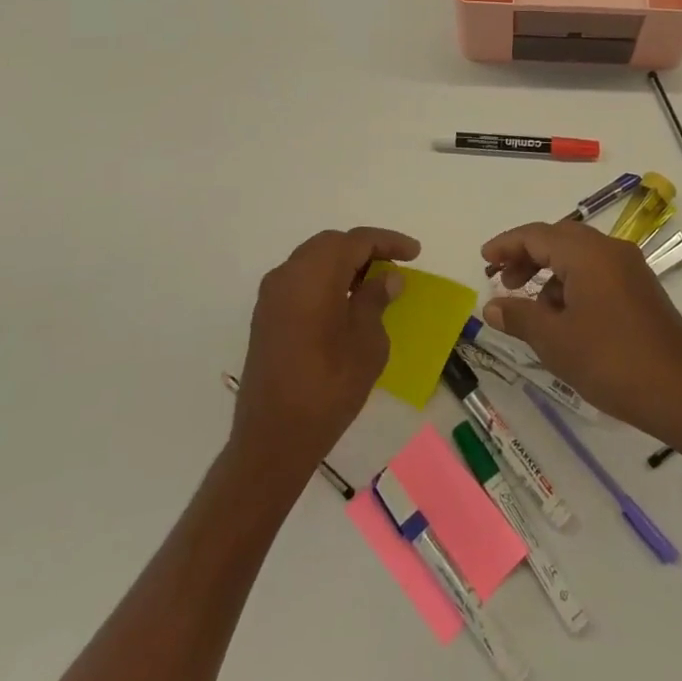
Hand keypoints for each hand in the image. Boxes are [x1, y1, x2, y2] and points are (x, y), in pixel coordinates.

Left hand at [232, 226, 418, 472]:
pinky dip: (325, 280)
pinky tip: (345, 302)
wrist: (273, 439)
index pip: (356, 241)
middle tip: (394, 267)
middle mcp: (288, 274)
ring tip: (374, 284)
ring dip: (343, 264)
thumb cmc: (328, 388)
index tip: (415, 253)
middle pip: (331, 244)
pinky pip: (300, 280)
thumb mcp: (367, 342)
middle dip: (364, 249)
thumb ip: (375, 300)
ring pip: (312, 260)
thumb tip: (387, 277)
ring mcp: (272, 295)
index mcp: (314, 275)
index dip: (388, 242)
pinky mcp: (266, 316)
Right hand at [481, 221, 681, 446]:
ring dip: (549, 273)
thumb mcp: (556, 341)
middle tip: (501, 281)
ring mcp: (631, 269)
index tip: (483, 259)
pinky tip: (563, 318)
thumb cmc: (612, 362)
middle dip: (526, 257)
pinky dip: (572, 284)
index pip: (537, 235)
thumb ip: (519, 317)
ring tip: (530, 306)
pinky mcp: (641, 290)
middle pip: (558, 240)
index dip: (507, 245)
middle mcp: (611, 251)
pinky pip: (597, 273)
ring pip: (579, 257)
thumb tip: (492, 305)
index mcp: (588, 254)